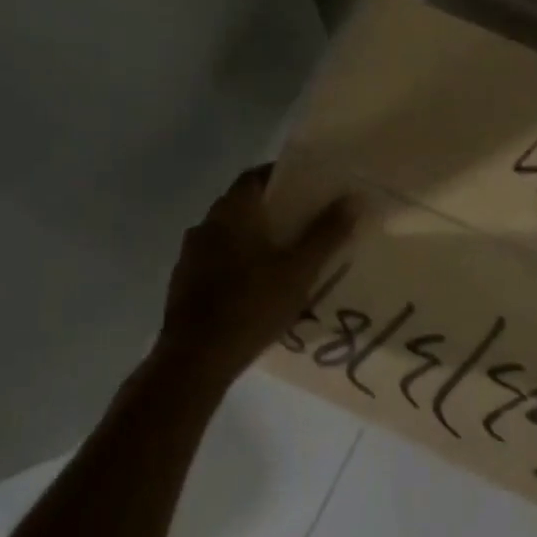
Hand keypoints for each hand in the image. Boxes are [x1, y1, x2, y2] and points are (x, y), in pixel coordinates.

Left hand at [157, 165, 355, 388]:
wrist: (194, 360)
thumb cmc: (251, 306)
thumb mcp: (299, 270)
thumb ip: (326, 233)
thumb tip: (353, 198)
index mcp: (232, 212)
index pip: (255, 176)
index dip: (281, 176)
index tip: (307, 185)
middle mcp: (206, 224)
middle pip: (242, 204)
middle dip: (272, 209)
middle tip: (303, 221)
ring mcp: (190, 254)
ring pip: (228, 233)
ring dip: (253, 237)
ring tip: (283, 255)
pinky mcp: (183, 282)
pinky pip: (216, 259)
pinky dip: (237, 262)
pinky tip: (255, 286)